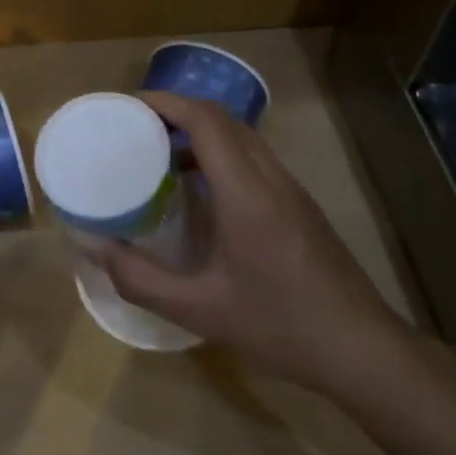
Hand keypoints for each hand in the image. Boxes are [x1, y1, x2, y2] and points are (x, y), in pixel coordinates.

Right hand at [92, 92, 412, 397]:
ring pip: (241, 135)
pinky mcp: (300, 204)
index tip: (127, 106)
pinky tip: (199, 189)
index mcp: (246, 192)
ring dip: (199, 130)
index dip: (165, 102)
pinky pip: (253, 156)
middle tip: (136, 127)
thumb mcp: (199, 310)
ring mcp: (291, 189)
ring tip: (160, 153)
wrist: (365, 352)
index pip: (205, 120)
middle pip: (222, 119)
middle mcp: (270, 178)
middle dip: (177, 111)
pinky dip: (219, 151)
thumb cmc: (280, 327)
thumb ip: (139, 279)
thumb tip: (91, 247)